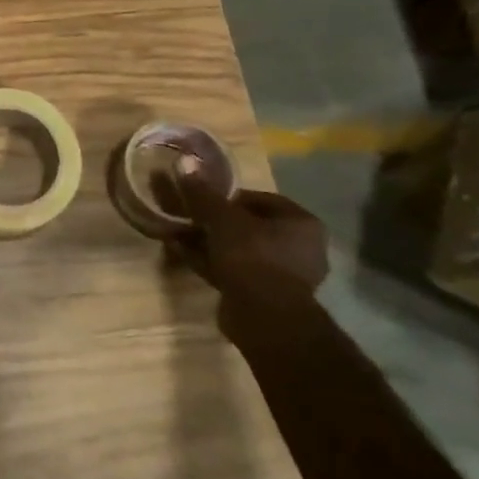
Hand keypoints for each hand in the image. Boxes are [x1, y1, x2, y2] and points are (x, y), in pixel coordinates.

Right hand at [163, 169, 328, 334]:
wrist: (264, 318)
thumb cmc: (252, 257)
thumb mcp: (222, 218)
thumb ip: (203, 193)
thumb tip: (184, 161)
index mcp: (301, 224)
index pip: (260, 199)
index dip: (228, 196)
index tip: (202, 197)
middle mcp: (299, 248)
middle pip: (248, 226)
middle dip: (215, 221)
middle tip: (188, 216)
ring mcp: (283, 275)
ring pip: (239, 250)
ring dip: (209, 242)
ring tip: (177, 232)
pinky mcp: (264, 296)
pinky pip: (233, 270)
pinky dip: (210, 261)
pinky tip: (181, 252)